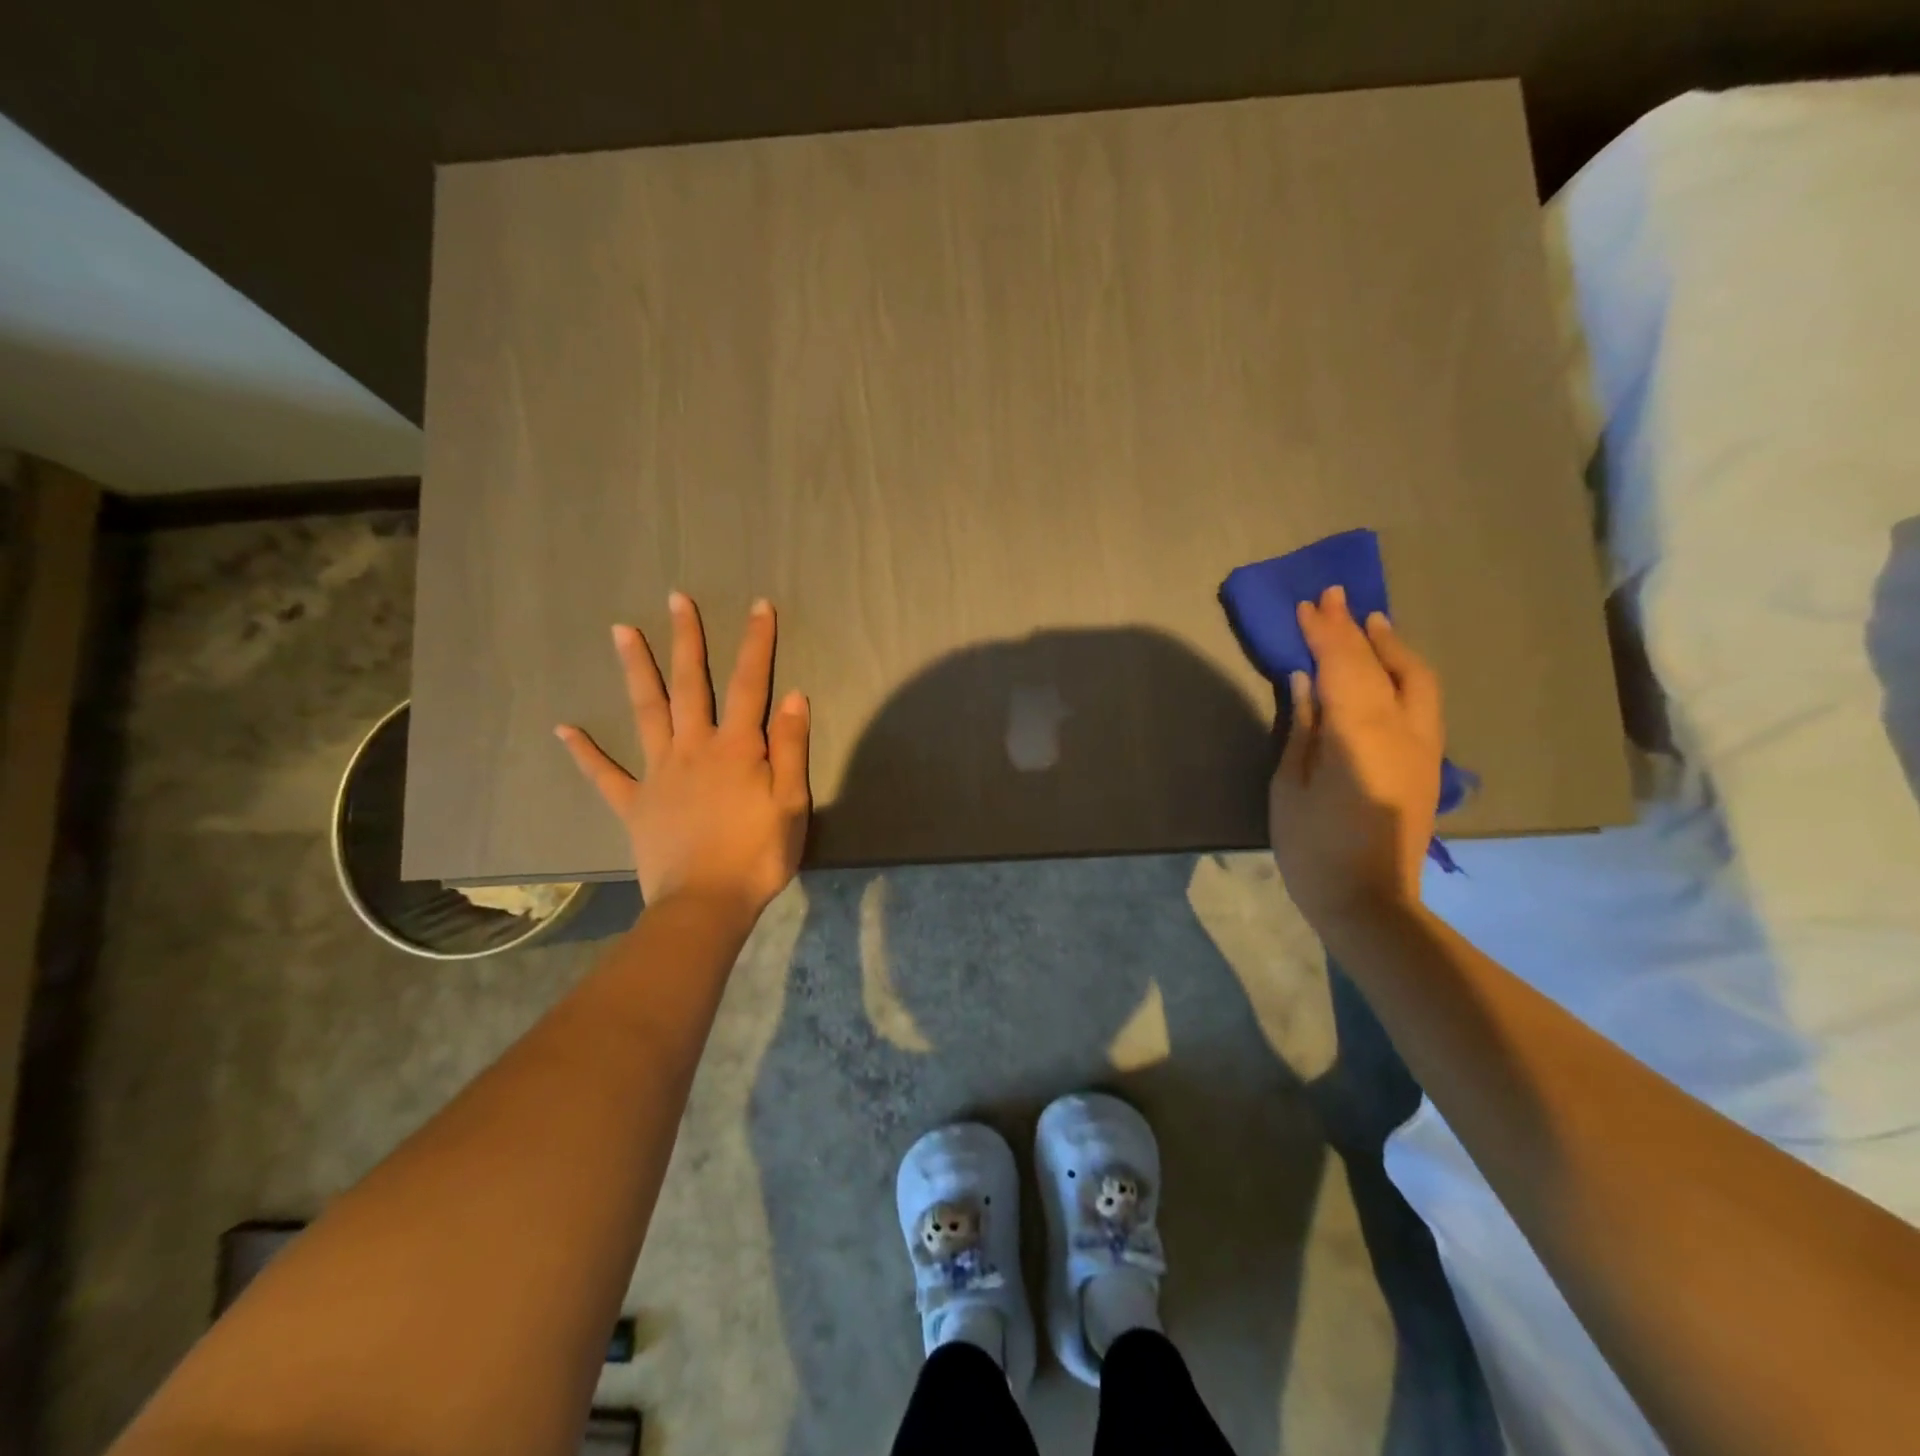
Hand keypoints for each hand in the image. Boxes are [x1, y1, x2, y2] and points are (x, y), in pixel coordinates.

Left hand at [556, 593, 810, 912]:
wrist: (705, 905)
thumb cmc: (758, 856)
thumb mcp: (791, 803)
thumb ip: (790, 749)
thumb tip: (793, 697)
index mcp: (737, 748)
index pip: (749, 685)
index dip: (757, 643)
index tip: (760, 606)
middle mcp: (694, 749)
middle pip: (690, 685)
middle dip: (687, 639)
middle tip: (676, 599)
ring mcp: (659, 774)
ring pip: (646, 713)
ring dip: (636, 670)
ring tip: (620, 631)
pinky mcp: (635, 804)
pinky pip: (605, 775)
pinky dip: (585, 752)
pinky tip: (564, 729)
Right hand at [1269, 585, 1442, 929]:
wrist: (1369, 902)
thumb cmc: (1313, 847)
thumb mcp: (1291, 785)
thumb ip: (1303, 726)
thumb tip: (1306, 679)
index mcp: (1362, 735)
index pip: (1345, 666)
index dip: (1326, 632)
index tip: (1308, 604)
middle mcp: (1404, 731)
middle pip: (1384, 665)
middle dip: (1358, 628)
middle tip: (1335, 598)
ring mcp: (1424, 747)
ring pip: (1418, 679)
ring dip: (1391, 646)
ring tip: (1370, 623)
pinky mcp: (1428, 764)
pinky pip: (1422, 700)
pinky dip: (1405, 672)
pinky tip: (1388, 668)